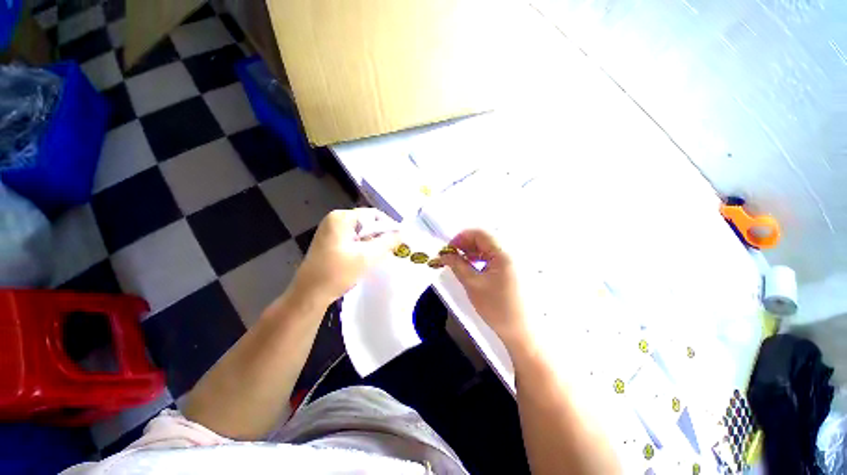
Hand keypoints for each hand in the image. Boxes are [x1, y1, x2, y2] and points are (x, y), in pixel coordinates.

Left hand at [291, 208, 399, 304]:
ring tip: (382, 255)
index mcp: (341, 218)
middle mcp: (335, 220)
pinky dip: (363, 247)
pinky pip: (353, 240)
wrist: (309, 295)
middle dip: (380, 235)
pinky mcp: (330, 243)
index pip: (373, 215)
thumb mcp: (367, 256)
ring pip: (361, 233)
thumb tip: (402, 232)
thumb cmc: (338, 272)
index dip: (388, 225)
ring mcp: (331, 231)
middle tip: (392, 249)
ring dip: (372, 242)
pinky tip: (368, 259)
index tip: (399, 239)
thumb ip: (387, 242)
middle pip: (367, 223)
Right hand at [440, 229, 528, 348]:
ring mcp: (515, 261)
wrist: (522, 332)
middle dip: (465, 245)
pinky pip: (495, 257)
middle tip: (451, 256)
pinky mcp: (515, 269)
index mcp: (504, 253)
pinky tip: (473, 268)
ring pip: (489, 248)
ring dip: (472, 252)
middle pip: (485, 239)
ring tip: (460, 262)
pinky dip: (481, 259)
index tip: (448, 250)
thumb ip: (457, 265)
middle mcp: (512, 252)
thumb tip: (443, 255)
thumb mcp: (472, 284)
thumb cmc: (496, 308)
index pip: (480, 233)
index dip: (461, 238)